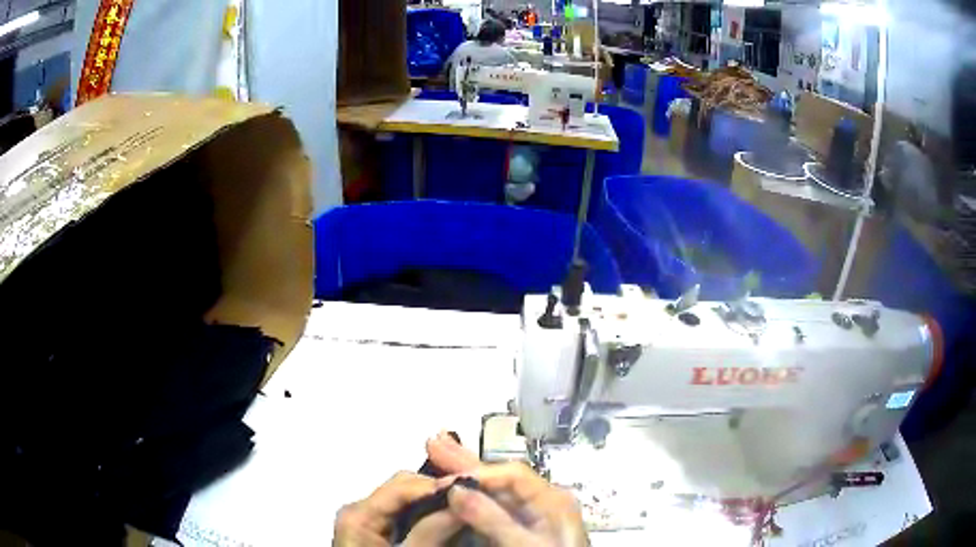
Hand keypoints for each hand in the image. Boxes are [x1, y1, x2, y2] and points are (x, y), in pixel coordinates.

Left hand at [332, 471, 461, 546]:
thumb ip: (432, 532)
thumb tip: (462, 504)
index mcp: (359, 515)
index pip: (401, 486)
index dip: (437, 484)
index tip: (471, 486)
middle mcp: (360, 511)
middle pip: (403, 488)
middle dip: (437, 491)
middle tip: (472, 498)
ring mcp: (368, 520)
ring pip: (406, 500)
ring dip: (434, 502)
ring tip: (465, 506)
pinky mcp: (376, 531)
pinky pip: (404, 514)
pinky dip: (426, 515)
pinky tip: (446, 521)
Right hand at [427, 431, 587, 545]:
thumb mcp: (525, 545)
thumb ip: (493, 520)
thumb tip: (456, 490)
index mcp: (552, 500)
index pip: (512, 474)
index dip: (478, 471)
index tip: (446, 476)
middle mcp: (543, 502)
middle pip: (501, 477)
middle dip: (466, 462)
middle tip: (434, 444)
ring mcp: (533, 516)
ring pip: (495, 491)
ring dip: (466, 475)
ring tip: (439, 454)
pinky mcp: (524, 530)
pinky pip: (495, 508)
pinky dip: (473, 498)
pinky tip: (458, 489)